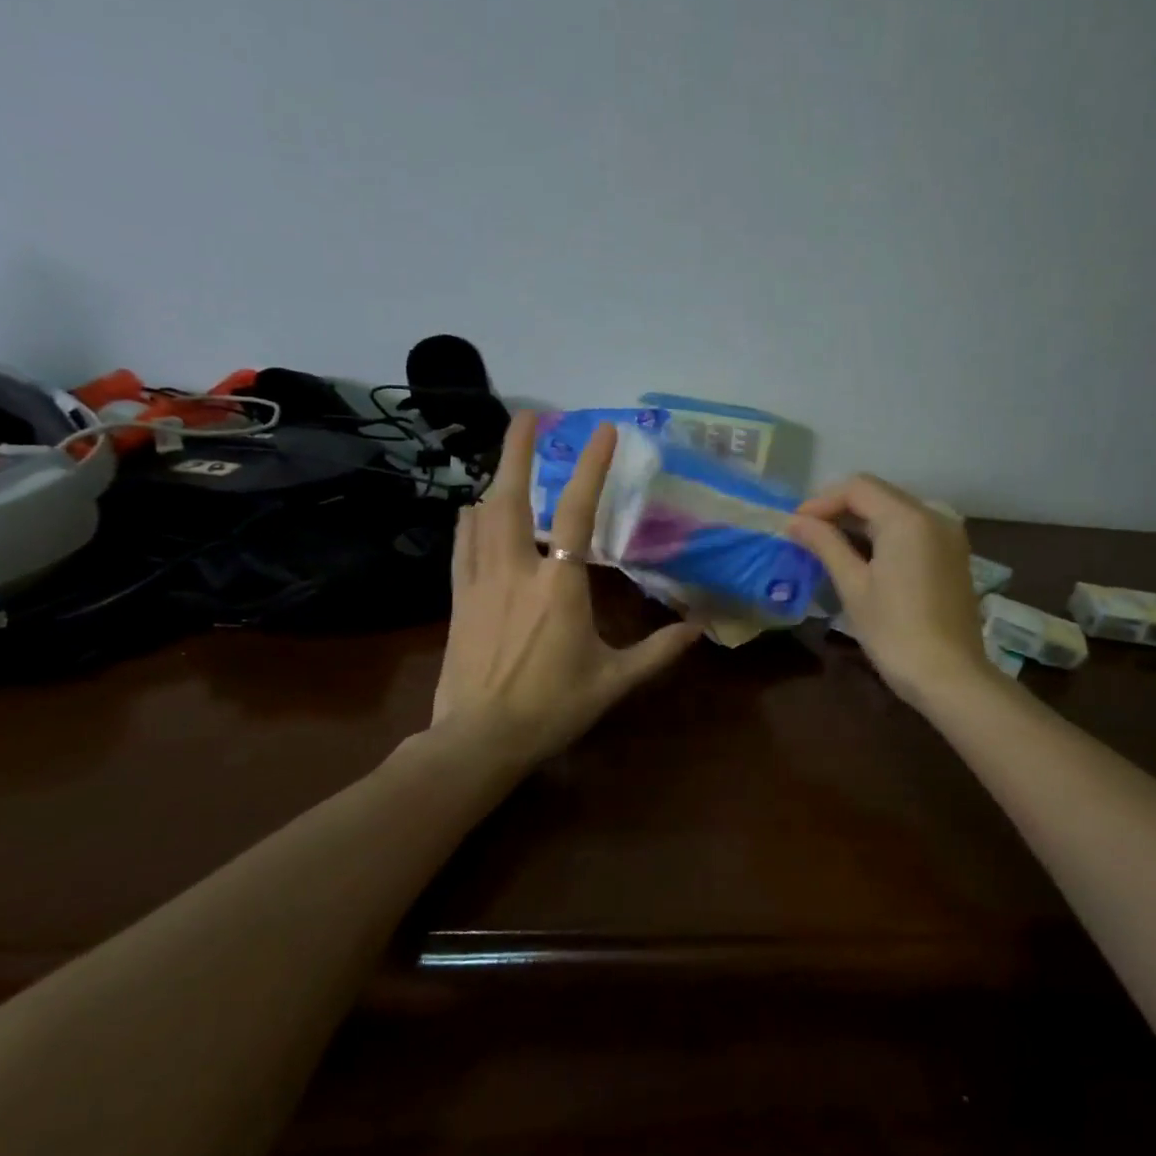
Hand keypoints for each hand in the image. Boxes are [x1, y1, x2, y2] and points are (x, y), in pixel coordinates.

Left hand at [432, 410, 700, 765]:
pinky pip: (461, 545)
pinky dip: (470, 520)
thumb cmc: (551, 708)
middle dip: (517, 451)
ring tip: (508, 458)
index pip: (577, 512)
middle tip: (528, 415)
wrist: (478, 739)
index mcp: (559, 585)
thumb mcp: (612, 682)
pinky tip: (472, 510)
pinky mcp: (458, 598)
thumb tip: (698, 630)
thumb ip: (656, 652)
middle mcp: (516, 570)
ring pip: (482, 516)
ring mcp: (480, 581)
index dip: (592, 466)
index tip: (603, 429)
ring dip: (495, 479)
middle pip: (511, 497)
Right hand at [788, 475, 988, 707]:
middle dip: (839, 508)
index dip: (821, 501)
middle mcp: (934, 515)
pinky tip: (862, 557)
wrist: (950, 677)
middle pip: (878, 494)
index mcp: (908, 518)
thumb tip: (794, 521)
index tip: (794, 525)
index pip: (857, 487)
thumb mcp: (853, 585)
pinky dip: (883, 534)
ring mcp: (948, 534)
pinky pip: (912, 529)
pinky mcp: (953, 554)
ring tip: (828, 545)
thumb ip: (825, 544)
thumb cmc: (895, 632)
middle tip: (806, 534)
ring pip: (895, 510)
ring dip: (860, 521)